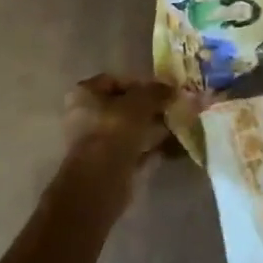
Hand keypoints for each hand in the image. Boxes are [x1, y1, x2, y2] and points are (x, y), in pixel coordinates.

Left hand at [59, 75, 173, 200]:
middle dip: (149, 108)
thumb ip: (156, 92)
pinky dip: (152, 148)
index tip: (162, 90)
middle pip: (123, 107)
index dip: (140, 83)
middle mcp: (86, 116)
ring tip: (178, 125)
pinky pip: (135, 150)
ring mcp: (97, 143)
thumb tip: (171, 88)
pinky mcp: (109, 166)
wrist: (101, 181)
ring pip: (131, 130)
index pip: (114, 80)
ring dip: (153, 128)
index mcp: (84, 94)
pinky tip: (174, 145)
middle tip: (173, 108)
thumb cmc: (114, 131)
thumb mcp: (140, 103)